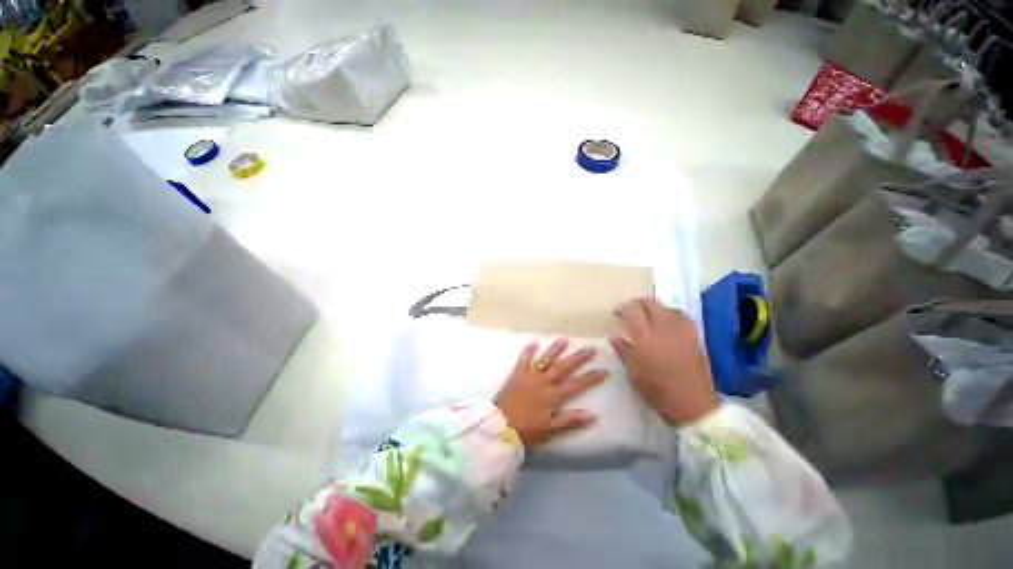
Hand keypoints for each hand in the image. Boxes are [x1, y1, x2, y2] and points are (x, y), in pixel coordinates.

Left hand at [493, 339, 607, 446]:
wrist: (499, 426)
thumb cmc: (526, 430)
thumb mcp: (550, 430)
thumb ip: (570, 421)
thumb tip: (593, 415)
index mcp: (552, 396)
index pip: (576, 385)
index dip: (591, 378)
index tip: (604, 370)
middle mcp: (543, 382)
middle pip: (563, 367)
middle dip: (578, 358)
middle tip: (591, 348)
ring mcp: (529, 376)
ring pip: (545, 360)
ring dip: (555, 349)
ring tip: (564, 339)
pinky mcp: (517, 374)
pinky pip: (523, 360)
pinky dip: (528, 351)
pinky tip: (533, 342)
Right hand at [612, 298, 717, 425]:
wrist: (692, 403)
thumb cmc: (656, 389)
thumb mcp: (633, 372)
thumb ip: (623, 351)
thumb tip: (614, 337)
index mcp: (644, 337)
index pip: (632, 311)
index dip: (623, 308)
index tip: (617, 312)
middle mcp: (662, 328)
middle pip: (650, 303)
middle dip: (639, 303)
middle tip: (632, 311)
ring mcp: (680, 330)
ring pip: (667, 307)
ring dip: (656, 307)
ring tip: (650, 314)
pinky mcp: (693, 336)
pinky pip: (682, 316)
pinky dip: (672, 313)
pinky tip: (669, 321)